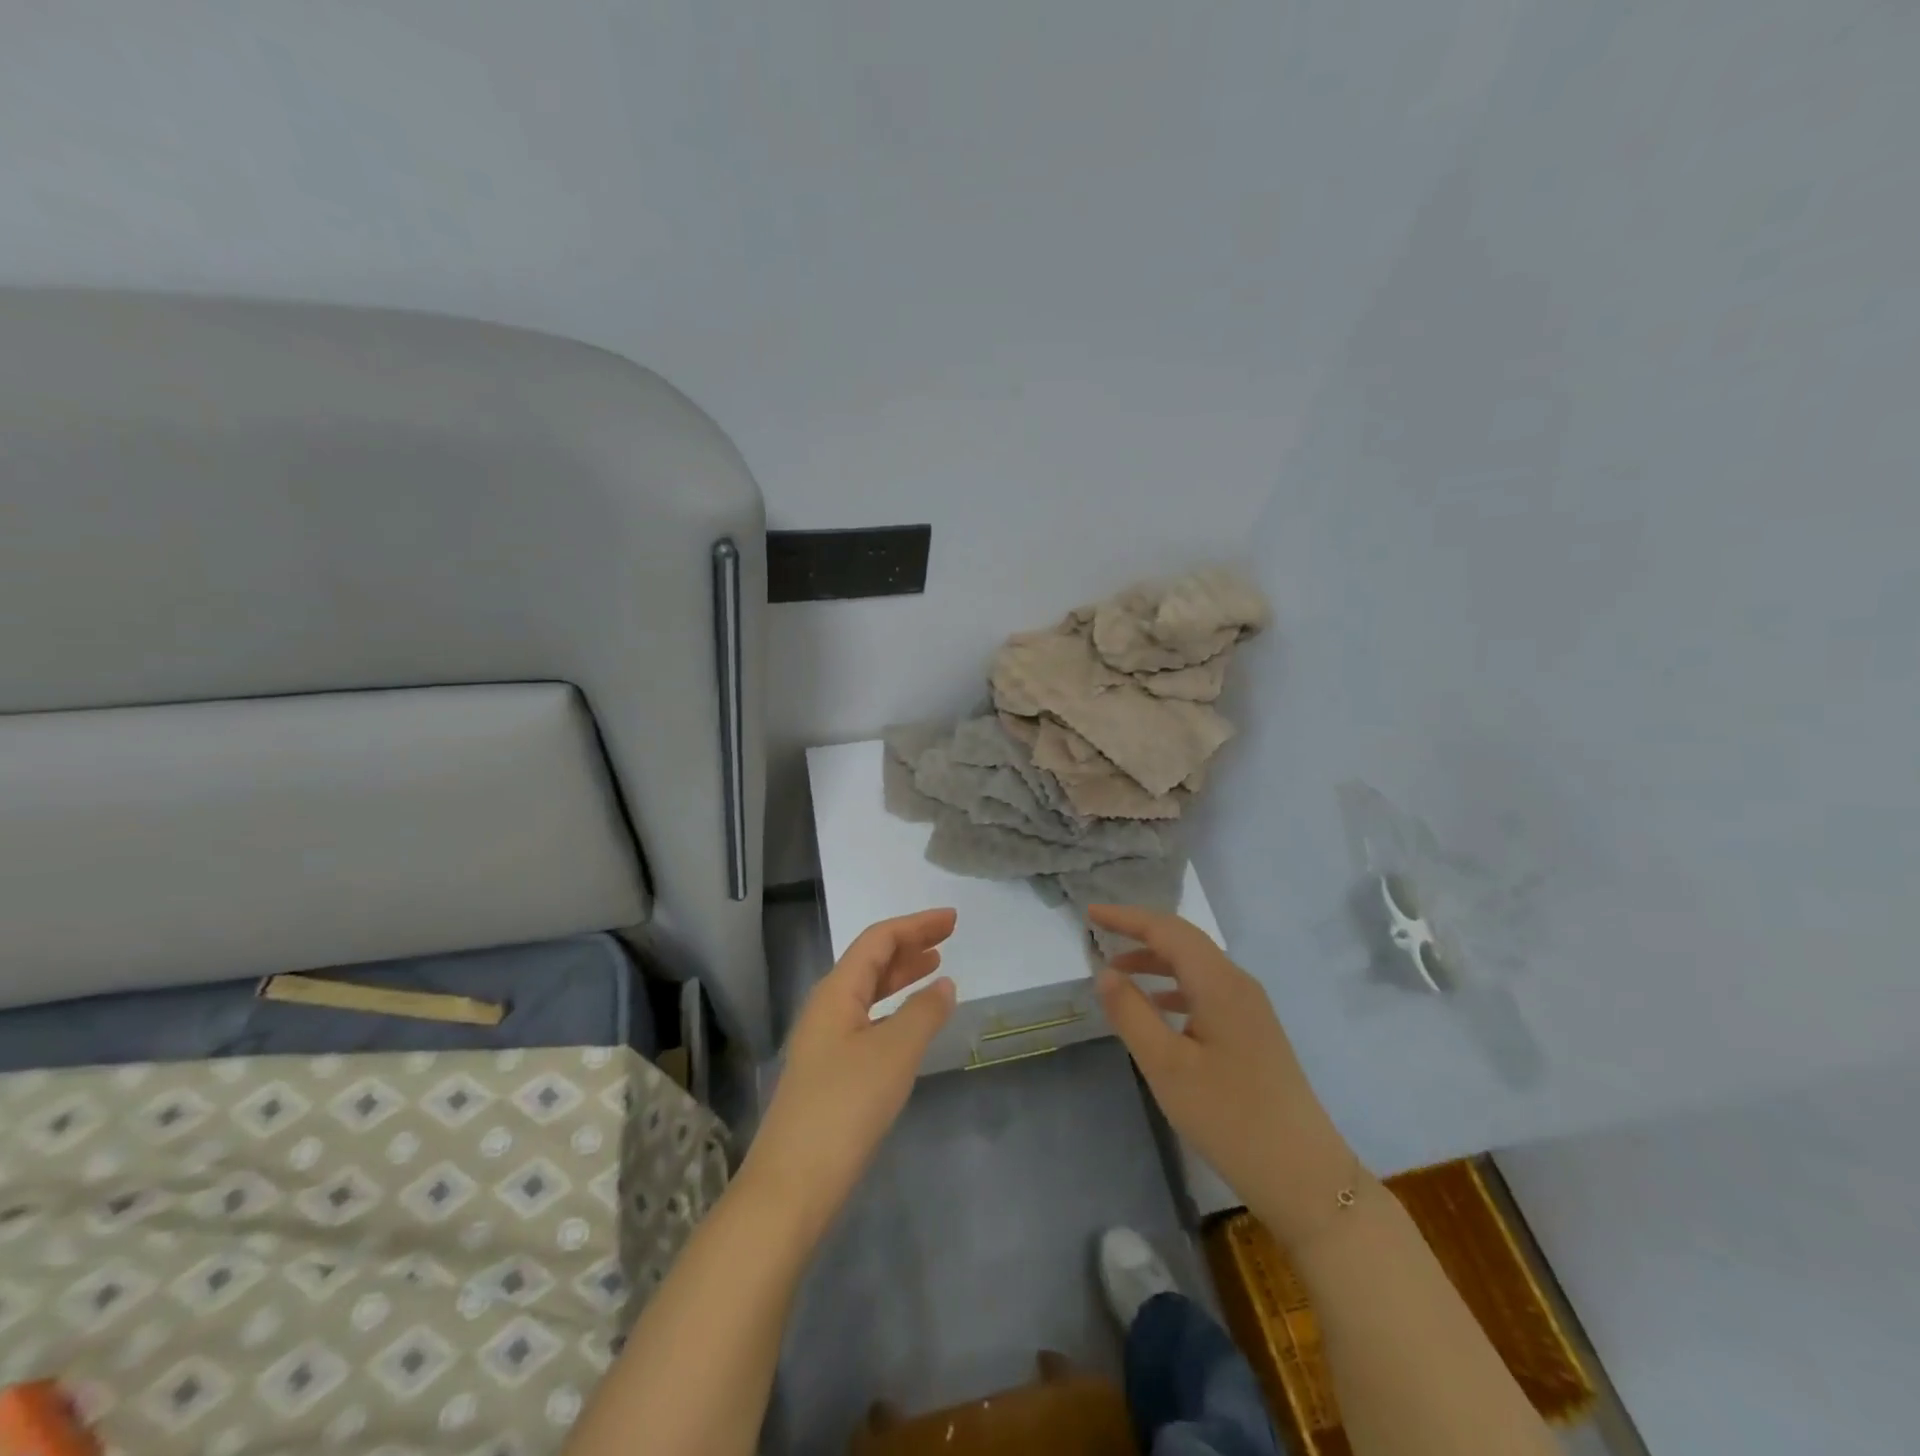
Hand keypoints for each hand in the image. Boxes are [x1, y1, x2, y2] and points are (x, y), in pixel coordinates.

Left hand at [741, 908, 957, 1242]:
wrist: (792, 1185)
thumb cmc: (845, 1107)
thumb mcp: (894, 1053)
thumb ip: (923, 1013)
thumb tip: (944, 984)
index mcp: (836, 992)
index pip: (878, 940)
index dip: (916, 925)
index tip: (952, 920)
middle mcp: (826, 1007)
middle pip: (871, 961)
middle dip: (910, 945)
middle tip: (948, 938)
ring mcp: (825, 1040)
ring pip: (868, 992)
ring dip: (901, 976)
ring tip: (936, 969)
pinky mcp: (829, 1071)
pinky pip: (867, 1020)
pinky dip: (894, 1009)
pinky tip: (911, 1023)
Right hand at [1090, 904, 1360, 1242]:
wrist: (1303, 1176)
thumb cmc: (1229, 1117)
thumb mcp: (1166, 1066)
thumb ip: (1131, 1013)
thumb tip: (1105, 971)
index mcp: (1219, 983)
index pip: (1167, 930)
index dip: (1127, 917)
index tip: (1090, 913)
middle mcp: (1238, 984)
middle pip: (1184, 942)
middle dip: (1141, 933)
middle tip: (1100, 933)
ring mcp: (1250, 1009)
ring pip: (1196, 967)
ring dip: (1156, 961)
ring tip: (1118, 972)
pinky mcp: (1253, 1033)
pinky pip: (1206, 991)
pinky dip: (1174, 988)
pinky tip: (1157, 1009)